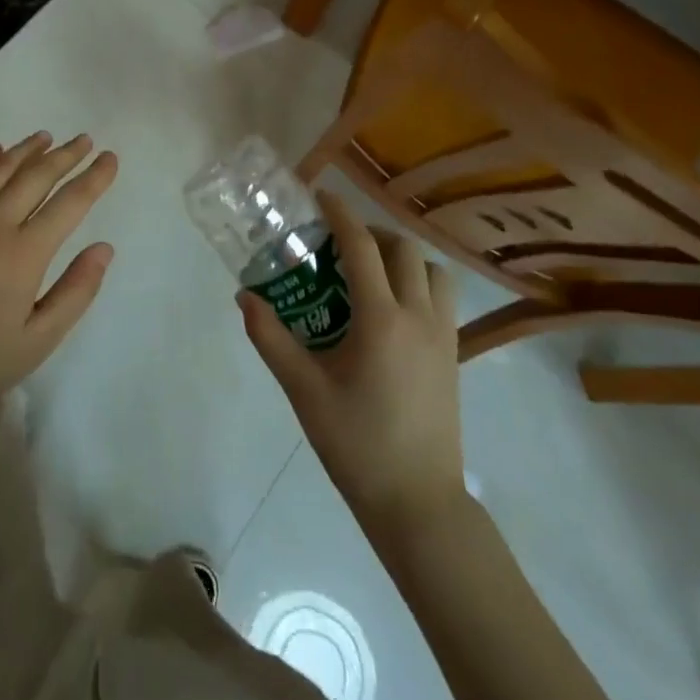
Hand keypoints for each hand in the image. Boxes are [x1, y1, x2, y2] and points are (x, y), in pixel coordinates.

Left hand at [0, 133, 117, 445]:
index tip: (109, 158)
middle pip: (35, 177)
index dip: (94, 178)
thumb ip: (77, 290)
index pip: (69, 203)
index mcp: (24, 254)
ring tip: (45, 137)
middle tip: (83, 140)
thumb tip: (104, 248)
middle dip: (64, 155)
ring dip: (24, 150)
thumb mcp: (41, 338)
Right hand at [240, 189, 465, 534]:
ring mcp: (444, 337)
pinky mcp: (454, 357)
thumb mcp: (302, 389)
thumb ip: (270, 337)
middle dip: (371, 232)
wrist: (418, 503)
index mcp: (381, 319)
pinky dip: (419, 283)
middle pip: (403, 249)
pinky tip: (392, 308)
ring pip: (432, 271)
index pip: (362, 247)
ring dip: (403, 257)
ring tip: (371, 271)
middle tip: (339, 242)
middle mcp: (419, 317)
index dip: (340, 214)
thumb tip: (244, 297)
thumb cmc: (356, 443)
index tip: (320, 196)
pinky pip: (442, 299)